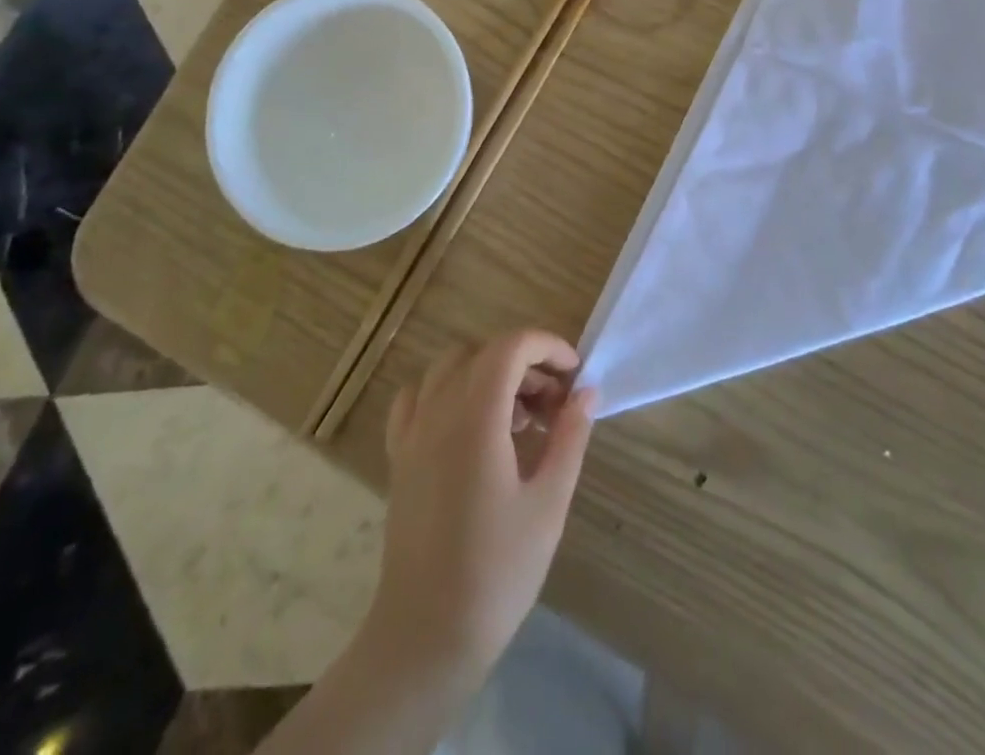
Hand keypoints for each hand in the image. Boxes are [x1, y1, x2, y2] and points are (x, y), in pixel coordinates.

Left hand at [366, 329, 596, 683]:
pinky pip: (417, 398)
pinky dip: (446, 392)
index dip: (547, 347)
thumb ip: (569, 438)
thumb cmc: (497, 572)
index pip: (510, 347)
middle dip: (525, 364)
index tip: (575, 375)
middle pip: (483, 353)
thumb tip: (586, 393)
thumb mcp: (549, 504)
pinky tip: (469, 425)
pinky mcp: (398, 457)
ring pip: (449, 368)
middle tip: (555, 405)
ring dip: (488, 374)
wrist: (425, 637)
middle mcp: (438, 412)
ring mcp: (412, 433)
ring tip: (519, 419)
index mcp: (475, 419)